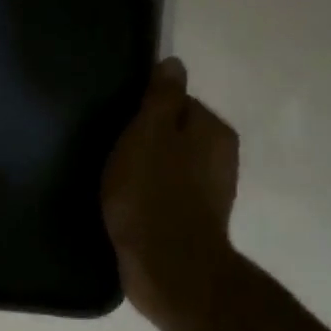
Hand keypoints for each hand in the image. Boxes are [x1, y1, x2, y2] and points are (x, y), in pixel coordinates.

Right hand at [102, 58, 240, 329]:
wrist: (168, 266)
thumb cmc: (152, 193)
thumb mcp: (148, 134)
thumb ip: (161, 98)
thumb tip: (173, 63)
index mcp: (212, 131)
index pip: (176, 102)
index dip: (144, 111)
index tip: (118, 124)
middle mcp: (220, 158)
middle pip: (174, 134)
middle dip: (146, 140)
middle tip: (111, 152)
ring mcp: (210, 193)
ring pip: (170, 165)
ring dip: (145, 169)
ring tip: (114, 181)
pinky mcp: (193, 222)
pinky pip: (166, 194)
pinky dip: (148, 195)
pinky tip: (126, 205)